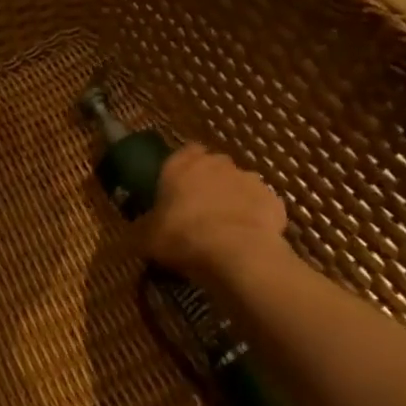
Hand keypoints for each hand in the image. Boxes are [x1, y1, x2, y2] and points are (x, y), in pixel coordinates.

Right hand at [136, 143, 289, 291]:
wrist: (236, 253)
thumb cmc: (182, 237)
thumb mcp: (145, 238)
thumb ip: (140, 228)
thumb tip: (132, 230)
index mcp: (181, 165)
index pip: (184, 152)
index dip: (182, 167)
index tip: (178, 186)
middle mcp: (216, 164)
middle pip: (213, 166)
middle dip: (209, 181)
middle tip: (199, 208)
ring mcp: (249, 179)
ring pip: (239, 184)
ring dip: (233, 198)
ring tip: (225, 226)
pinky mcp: (273, 200)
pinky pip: (261, 206)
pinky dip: (255, 217)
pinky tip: (247, 238)